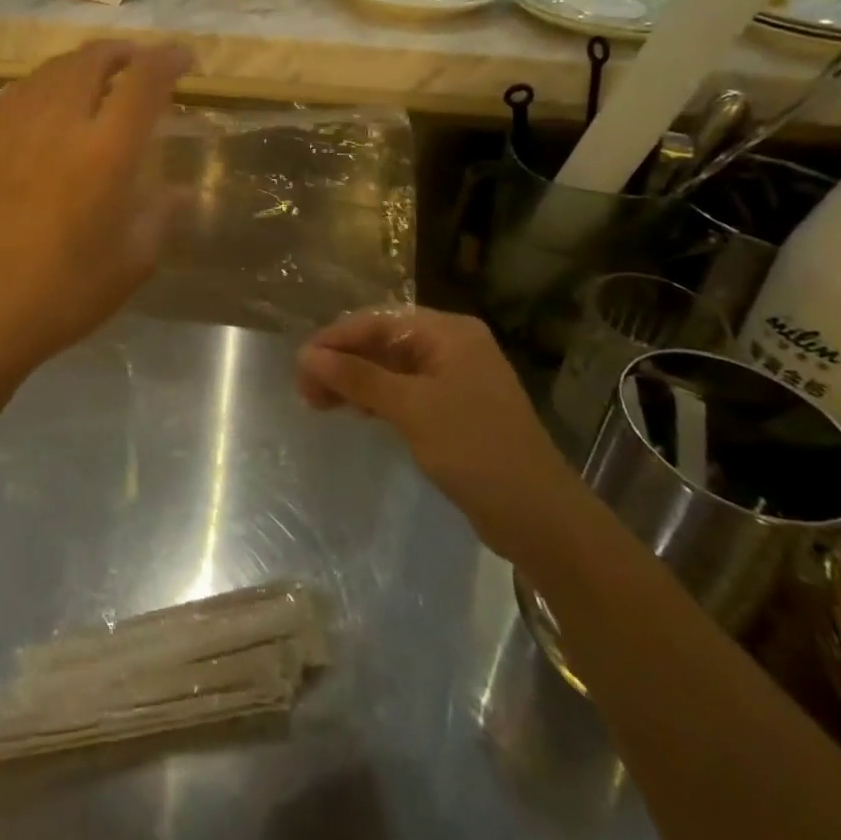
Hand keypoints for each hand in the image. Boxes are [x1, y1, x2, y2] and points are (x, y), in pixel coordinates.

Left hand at [0, 41, 191, 376]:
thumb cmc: (62, 294)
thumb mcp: (130, 263)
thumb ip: (159, 217)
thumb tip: (181, 192)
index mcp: (105, 151)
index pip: (143, 81)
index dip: (168, 59)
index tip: (185, 58)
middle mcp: (59, 123)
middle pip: (93, 59)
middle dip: (125, 52)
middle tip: (142, 64)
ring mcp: (14, 127)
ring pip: (53, 68)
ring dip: (85, 62)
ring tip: (101, 76)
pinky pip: (20, 89)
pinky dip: (47, 80)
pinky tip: (51, 101)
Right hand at [297, 308, 585, 563]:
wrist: (541, 518)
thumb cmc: (475, 450)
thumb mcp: (411, 408)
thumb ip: (357, 377)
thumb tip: (306, 355)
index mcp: (448, 332)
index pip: (378, 321)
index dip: (335, 339)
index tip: (299, 365)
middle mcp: (452, 346)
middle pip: (383, 341)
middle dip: (342, 362)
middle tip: (305, 390)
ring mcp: (455, 377)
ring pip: (390, 367)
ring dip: (354, 381)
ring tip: (318, 403)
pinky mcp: (454, 408)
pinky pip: (404, 390)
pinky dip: (376, 398)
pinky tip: (355, 412)